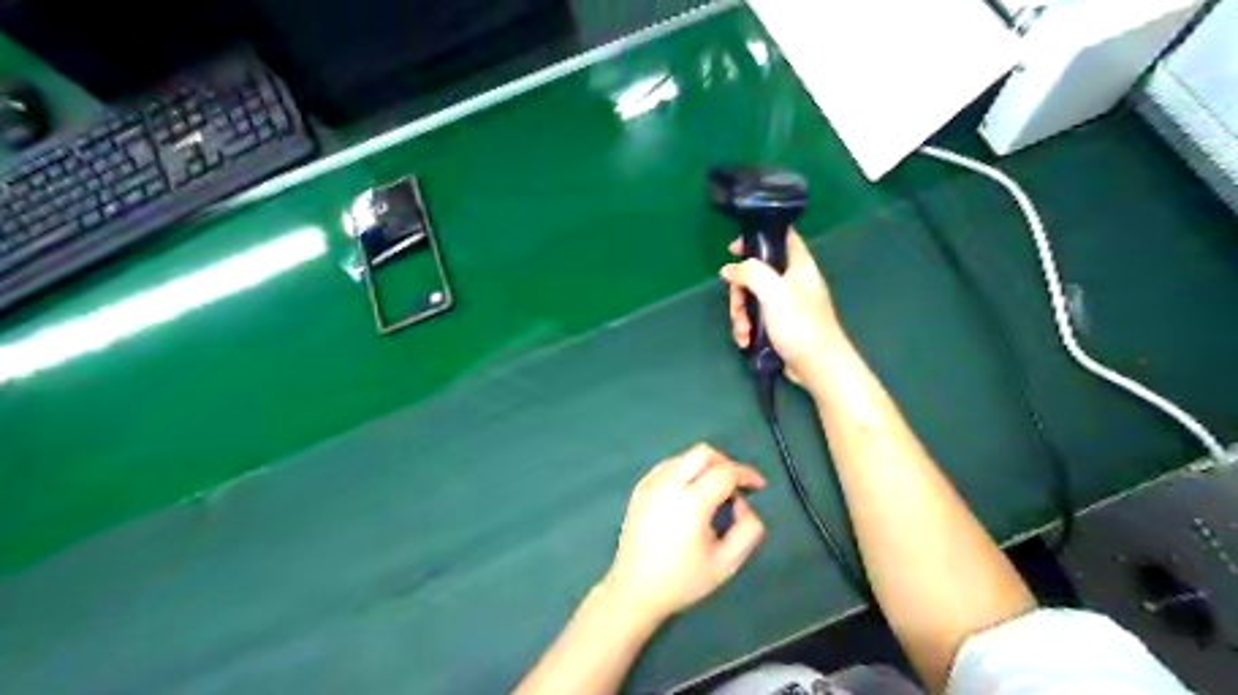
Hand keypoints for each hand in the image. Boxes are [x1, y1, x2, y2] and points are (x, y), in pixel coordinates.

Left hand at [600, 444, 764, 629]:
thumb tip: (744, 504)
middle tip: (735, 486)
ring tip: (713, 494)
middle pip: (704, 452)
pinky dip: (685, 471)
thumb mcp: (726, 564)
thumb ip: (747, 530)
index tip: (758, 486)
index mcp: (691, 503)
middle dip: (725, 463)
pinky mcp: (639, 488)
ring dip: (704, 467)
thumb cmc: (682, 581)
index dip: (747, 474)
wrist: (634, 590)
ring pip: (685, 457)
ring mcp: (650, 484)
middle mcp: (668, 484)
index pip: (725, 471)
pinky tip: (688, 495)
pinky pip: (668, 466)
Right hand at [722, 231, 845, 386]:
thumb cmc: (800, 324)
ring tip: (743, 332)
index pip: (781, 237)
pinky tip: (746, 341)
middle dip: (740, 292)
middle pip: (756, 273)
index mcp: (799, 266)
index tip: (733, 249)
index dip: (758, 237)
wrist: (818, 366)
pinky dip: (748, 328)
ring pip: (752, 298)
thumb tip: (729, 269)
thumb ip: (750, 274)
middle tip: (737, 308)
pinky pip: (757, 318)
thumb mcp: (773, 292)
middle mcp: (793, 281)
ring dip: (741, 315)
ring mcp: (786, 304)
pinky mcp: (780, 324)